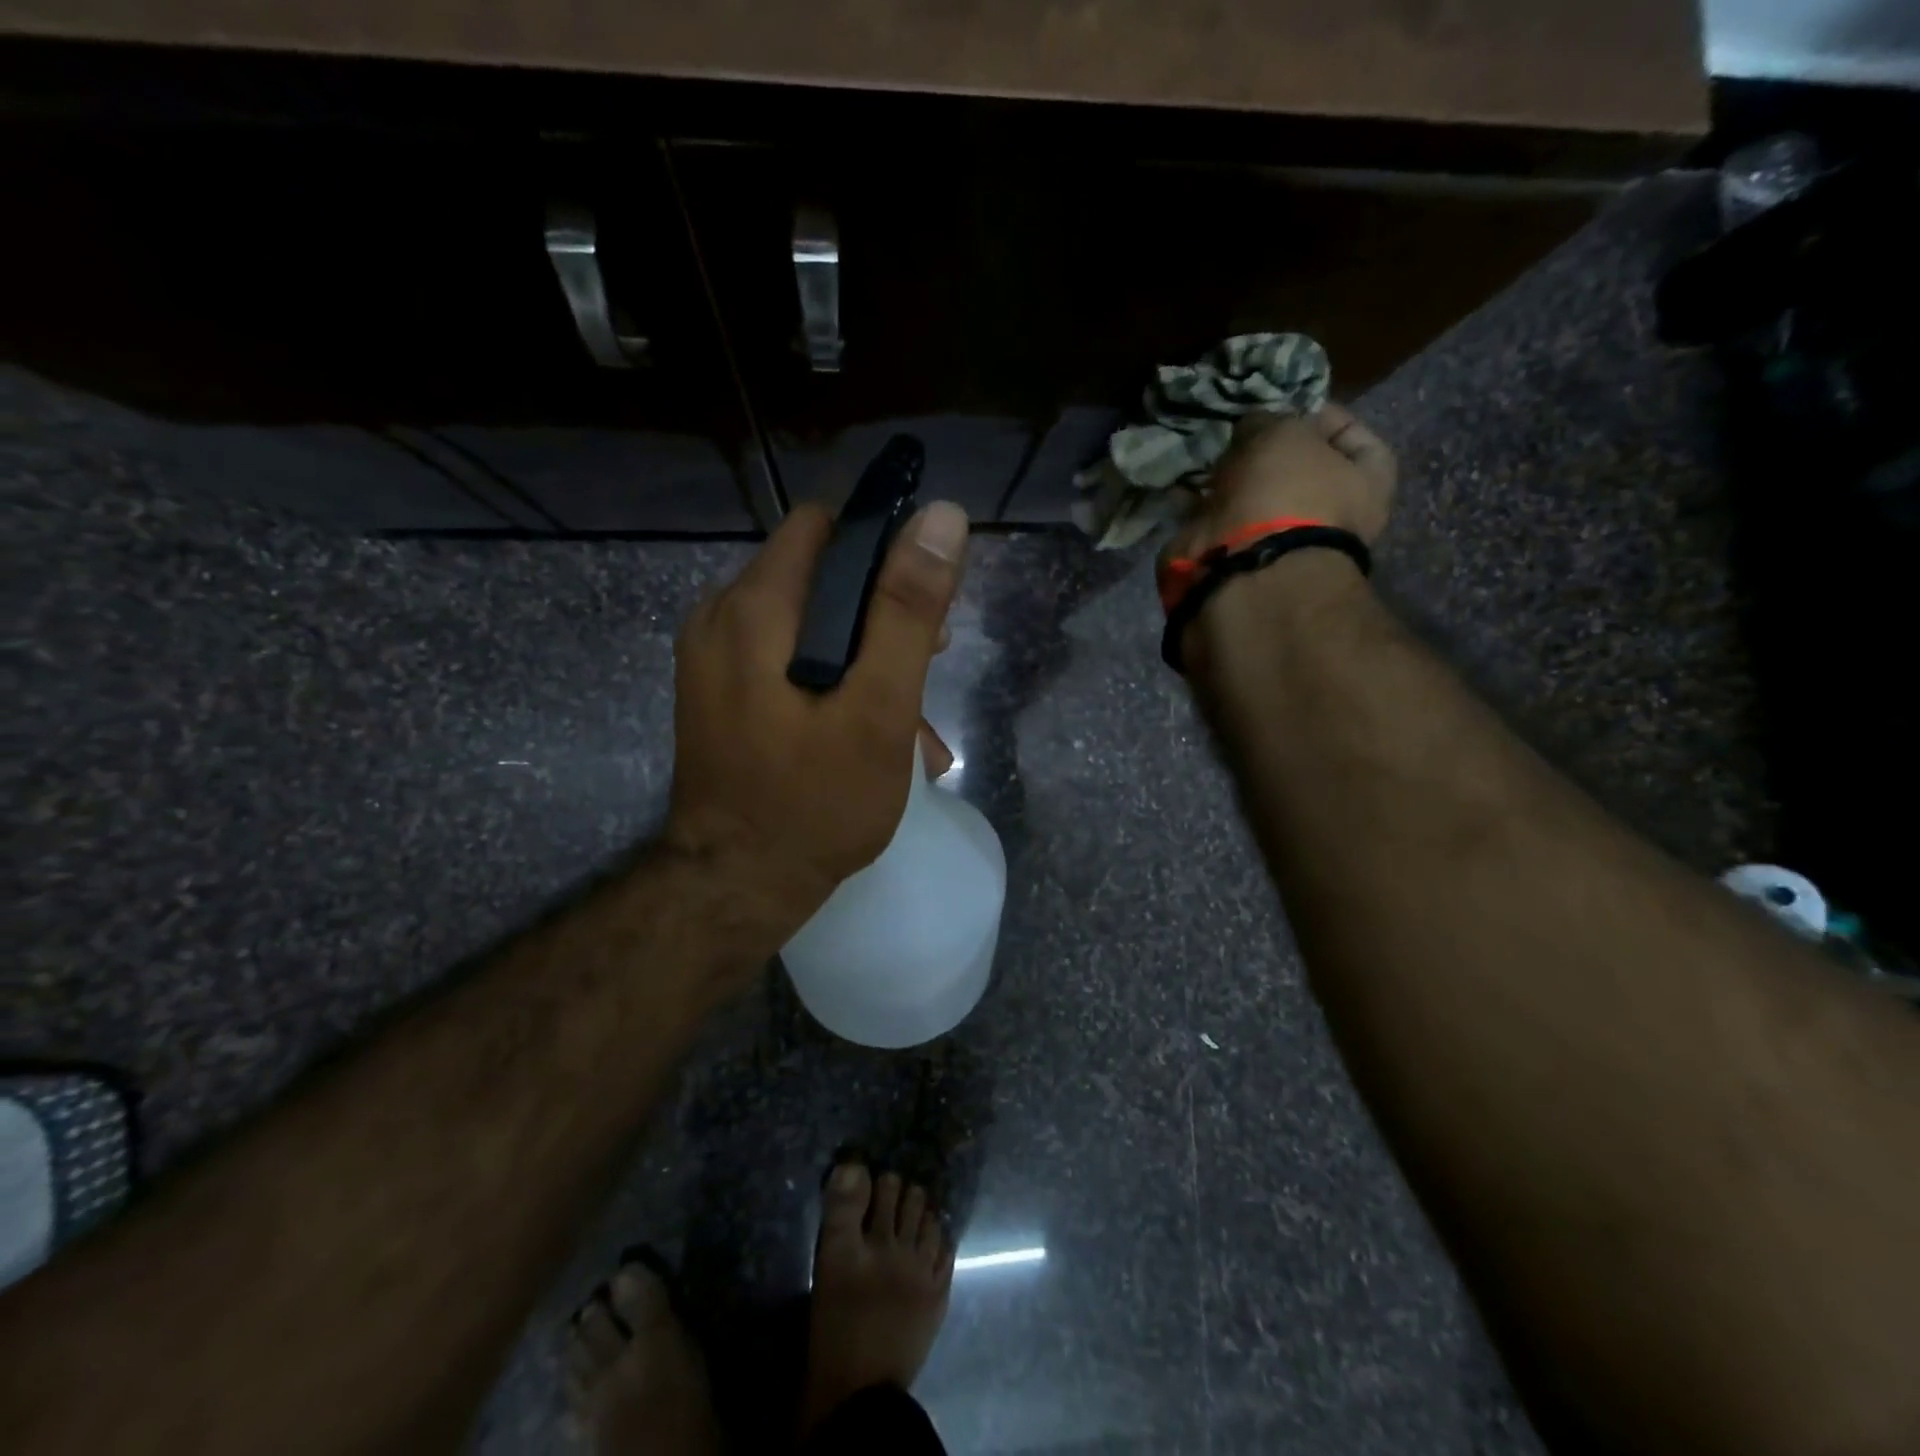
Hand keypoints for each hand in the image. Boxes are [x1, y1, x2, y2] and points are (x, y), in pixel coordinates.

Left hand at [665, 500, 969, 936]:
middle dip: (881, 613)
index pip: (825, 527)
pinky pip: (787, 660)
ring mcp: (715, 659)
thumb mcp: (877, 708)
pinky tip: (873, 732)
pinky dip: (834, 680)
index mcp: (754, 608)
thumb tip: (942, 517)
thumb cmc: (814, 803)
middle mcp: (721, 618)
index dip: (884, 547)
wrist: (736, 889)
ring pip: (807, 624)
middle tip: (928, 664)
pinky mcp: (722, 693)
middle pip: (818, 576)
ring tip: (912, 718)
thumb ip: (906, 612)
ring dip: (865, 656)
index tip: (926, 599)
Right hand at [1163, 402, 1396, 564]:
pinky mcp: (1235, 556)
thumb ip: (1270, 420)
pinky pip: (1216, 519)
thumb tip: (1252, 428)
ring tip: (1209, 452)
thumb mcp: (1285, 432)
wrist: (1246, 568)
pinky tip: (1184, 483)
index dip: (1324, 416)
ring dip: (1231, 475)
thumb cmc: (1286, 492)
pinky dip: (1199, 502)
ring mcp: (1278, 540)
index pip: (1354, 439)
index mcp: (1364, 486)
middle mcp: (1326, 516)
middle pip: (1297, 470)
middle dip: (1266, 450)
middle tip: (1240, 431)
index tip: (1290, 404)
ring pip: (1253, 495)